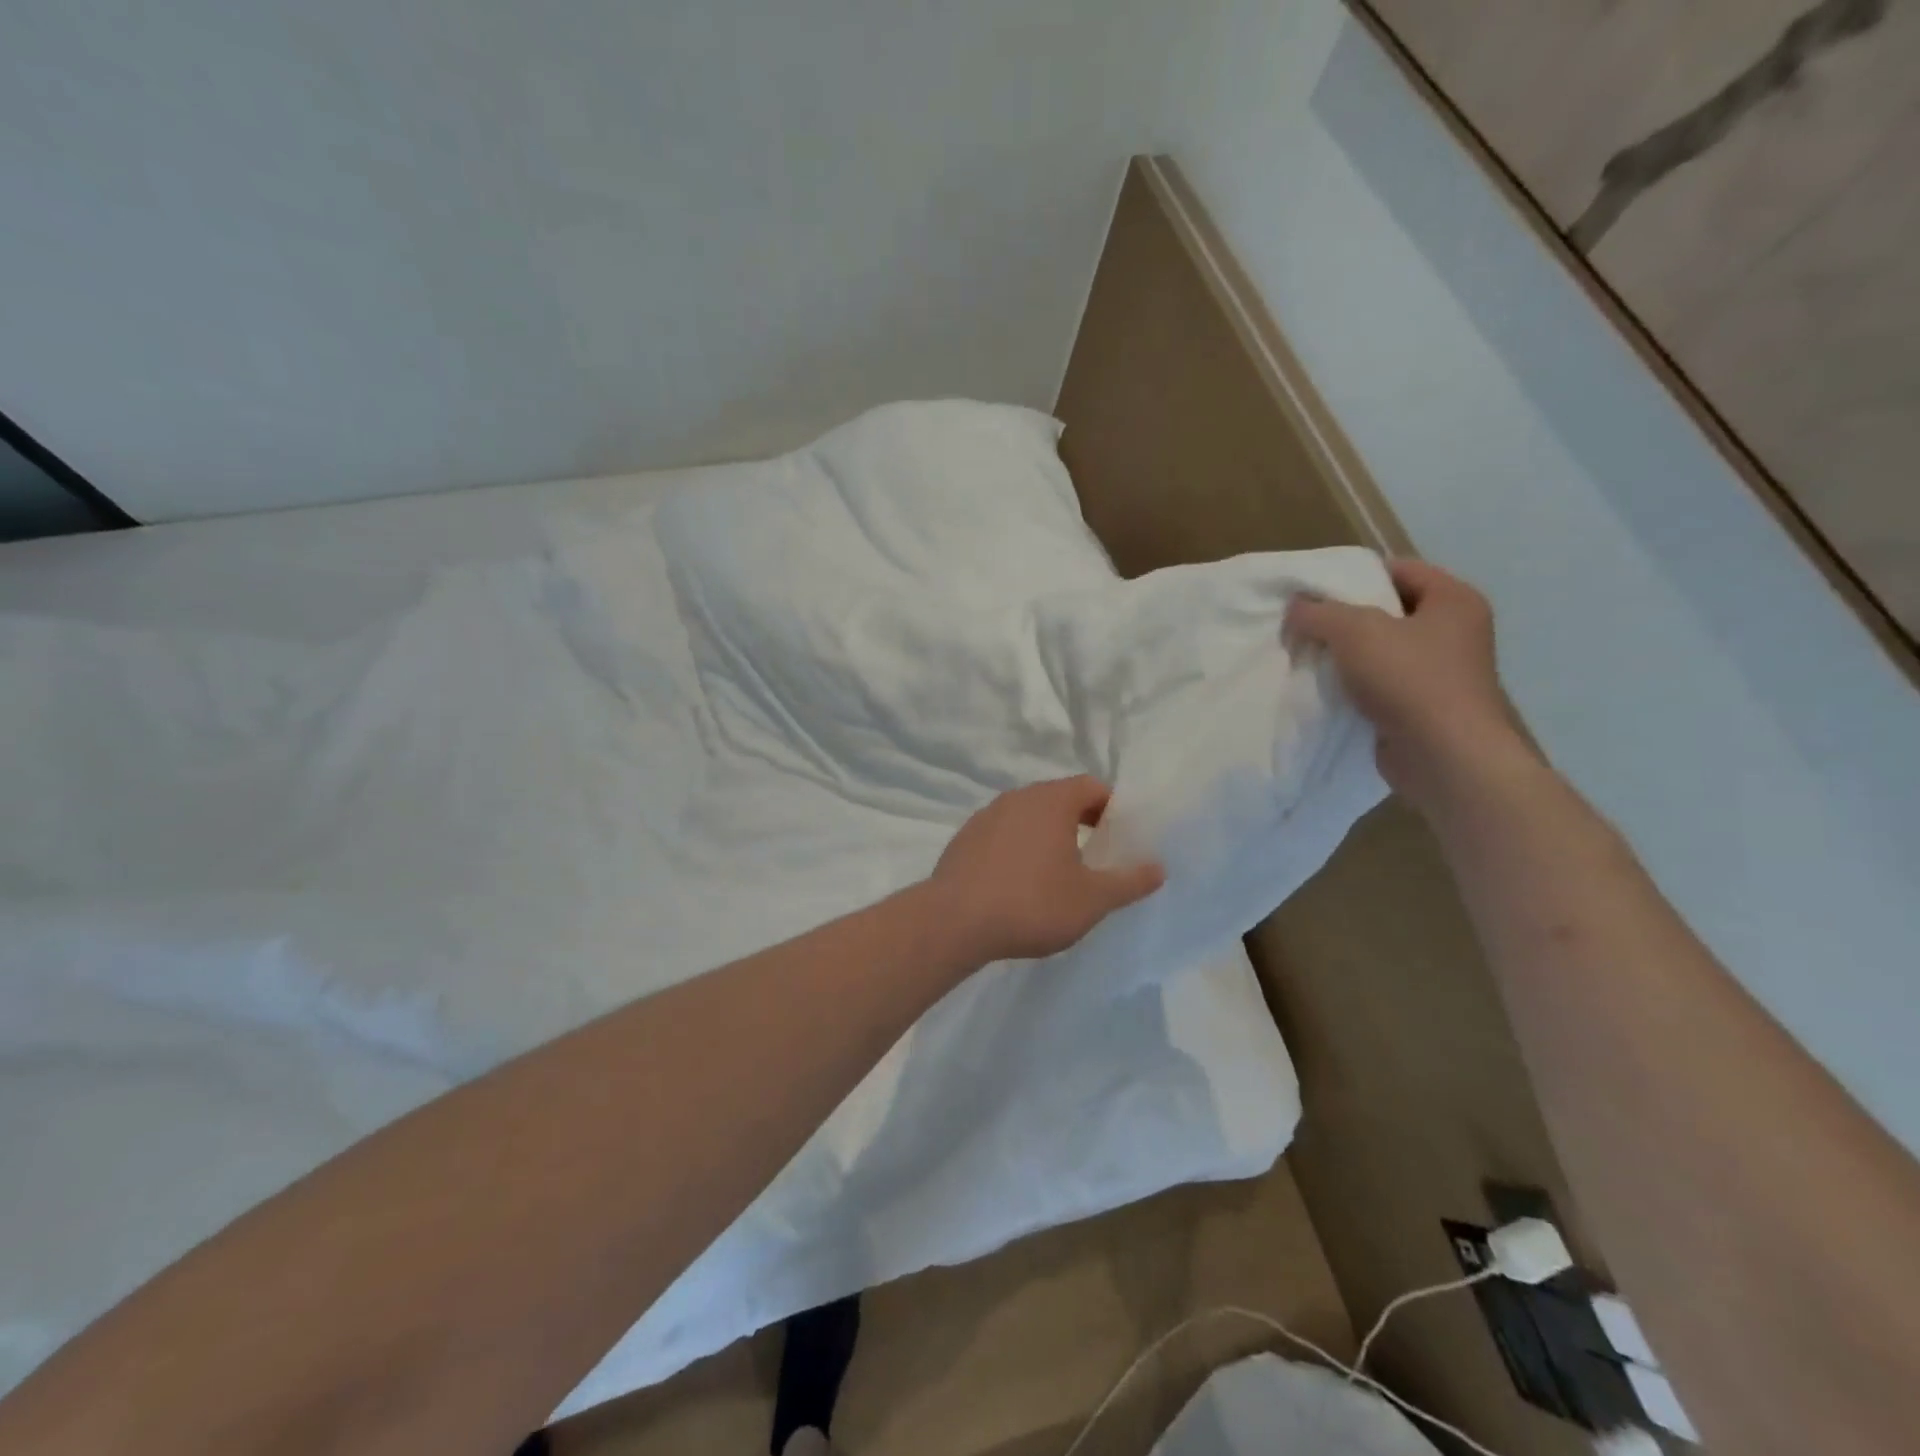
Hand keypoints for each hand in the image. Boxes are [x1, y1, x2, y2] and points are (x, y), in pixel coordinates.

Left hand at [929, 776, 1164, 963]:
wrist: (954, 921)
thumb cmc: (1032, 904)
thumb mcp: (1091, 900)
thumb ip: (1128, 882)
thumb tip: (1158, 867)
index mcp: (1051, 801)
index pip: (1091, 786)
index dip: (1111, 807)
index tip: (1120, 836)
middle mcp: (1017, 797)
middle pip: (1058, 797)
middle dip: (1081, 820)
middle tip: (1096, 854)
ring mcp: (986, 816)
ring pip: (1028, 815)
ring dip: (1048, 833)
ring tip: (1059, 870)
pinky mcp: (965, 838)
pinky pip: (1003, 833)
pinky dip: (1019, 846)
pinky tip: (1019, 881)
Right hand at [1285, 559, 1535, 814]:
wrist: (1443, 756)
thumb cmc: (1409, 679)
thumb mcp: (1355, 631)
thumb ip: (1319, 612)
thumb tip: (1295, 606)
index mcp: (1454, 600)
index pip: (1400, 569)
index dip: (1356, 574)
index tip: (1315, 589)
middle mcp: (1454, 632)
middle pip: (1388, 611)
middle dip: (1344, 617)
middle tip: (1303, 622)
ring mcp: (1440, 672)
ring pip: (1381, 650)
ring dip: (1345, 654)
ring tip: (1306, 655)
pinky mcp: (1422, 707)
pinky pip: (1380, 684)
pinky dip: (1353, 685)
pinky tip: (1322, 688)